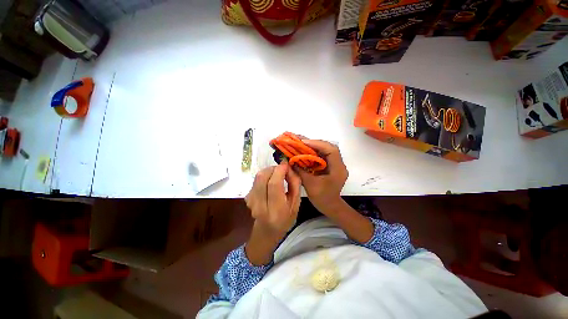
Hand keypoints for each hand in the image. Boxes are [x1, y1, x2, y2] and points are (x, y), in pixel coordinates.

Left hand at [245, 163, 300, 238]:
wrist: (267, 231)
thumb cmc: (285, 218)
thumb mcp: (296, 203)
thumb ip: (295, 184)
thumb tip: (288, 167)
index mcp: (276, 210)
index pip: (274, 184)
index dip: (280, 170)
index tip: (286, 165)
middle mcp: (260, 206)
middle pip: (262, 177)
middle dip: (273, 168)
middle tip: (282, 170)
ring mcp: (250, 201)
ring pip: (257, 177)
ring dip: (268, 171)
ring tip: (277, 175)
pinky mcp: (246, 197)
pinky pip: (255, 180)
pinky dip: (264, 176)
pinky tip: (270, 182)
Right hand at [296, 140, 347, 213]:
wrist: (330, 206)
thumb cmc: (322, 198)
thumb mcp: (310, 185)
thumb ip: (301, 171)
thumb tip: (290, 160)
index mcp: (338, 169)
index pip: (331, 150)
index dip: (317, 144)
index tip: (303, 142)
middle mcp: (338, 163)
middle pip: (327, 147)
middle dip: (312, 143)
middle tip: (298, 139)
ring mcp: (334, 163)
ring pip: (323, 150)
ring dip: (311, 146)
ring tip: (298, 142)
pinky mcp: (329, 165)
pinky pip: (321, 155)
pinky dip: (311, 152)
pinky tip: (303, 150)